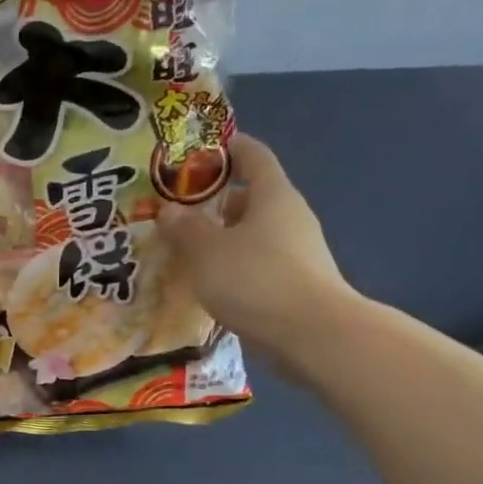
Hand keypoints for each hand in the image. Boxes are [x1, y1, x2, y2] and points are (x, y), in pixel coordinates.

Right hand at [156, 134, 363, 378]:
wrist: (313, 336)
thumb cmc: (255, 279)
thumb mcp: (206, 251)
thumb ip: (184, 228)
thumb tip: (169, 210)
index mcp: (273, 195)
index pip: (252, 155)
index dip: (226, 147)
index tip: (196, 151)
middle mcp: (289, 216)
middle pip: (250, 197)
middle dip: (213, 202)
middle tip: (176, 213)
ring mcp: (297, 252)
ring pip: (252, 234)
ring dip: (221, 239)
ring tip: (185, 252)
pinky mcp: (296, 284)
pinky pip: (258, 264)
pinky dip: (233, 267)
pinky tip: (209, 285)